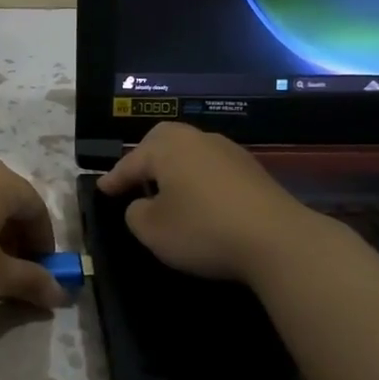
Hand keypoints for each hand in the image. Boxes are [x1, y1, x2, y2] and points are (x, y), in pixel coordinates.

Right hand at [97, 122, 342, 284]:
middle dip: (145, 160)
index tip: (101, 190)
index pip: (131, 161)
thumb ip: (135, 213)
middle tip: (134, 181)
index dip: (114, 179)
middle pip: (162, 142)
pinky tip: (199, 202)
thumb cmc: (203, 230)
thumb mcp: (152, 229)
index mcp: (167, 147)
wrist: (277, 240)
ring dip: (174, 170)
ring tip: (166, 192)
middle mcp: (197, 139)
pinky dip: (198, 180)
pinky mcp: (252, 170)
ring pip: (190, 153)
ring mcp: (229, 152)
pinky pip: (212, 169)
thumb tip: (142, 205)